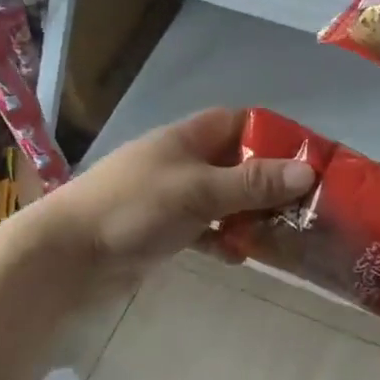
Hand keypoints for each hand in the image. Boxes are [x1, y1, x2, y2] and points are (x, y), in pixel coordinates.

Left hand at [37, 108, 315, 273]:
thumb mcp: (198, 190)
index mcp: (189, 137)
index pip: (243, 123)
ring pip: (225, 199)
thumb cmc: (133, 208)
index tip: (311, 160)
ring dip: (251, 214)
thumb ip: (251, 182)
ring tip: (287, 234)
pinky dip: (224, 240)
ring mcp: (174, 196)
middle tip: (309, 206)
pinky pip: (206, 229)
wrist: (68, 256)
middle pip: (239, 163)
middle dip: (271, 182)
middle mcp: (185, 161)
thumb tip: (308, 172)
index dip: (276, 136)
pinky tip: (240, 257)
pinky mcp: (164, 230)